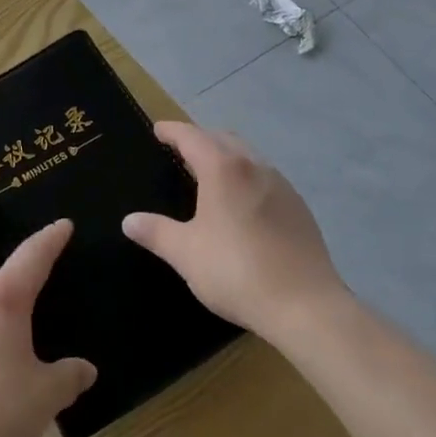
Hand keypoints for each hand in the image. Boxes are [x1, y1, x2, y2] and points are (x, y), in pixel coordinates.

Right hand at [122, 122, 346, 337]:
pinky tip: (241, 203)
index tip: (158, 129)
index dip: (172, 131)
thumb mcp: (186, 253)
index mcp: (224, 170)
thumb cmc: (236, 272)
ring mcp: (282, 186)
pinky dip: (246, 176)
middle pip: (223, 139)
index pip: (192, 137)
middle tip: (180, 150)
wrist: (306, 307)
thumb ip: (156, 232)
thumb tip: (129, 221)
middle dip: (200, 138)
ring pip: (249, 157)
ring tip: (209, 173)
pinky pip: (265, 178)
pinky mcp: (299, 208)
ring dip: (226, 155)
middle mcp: (255, 167)